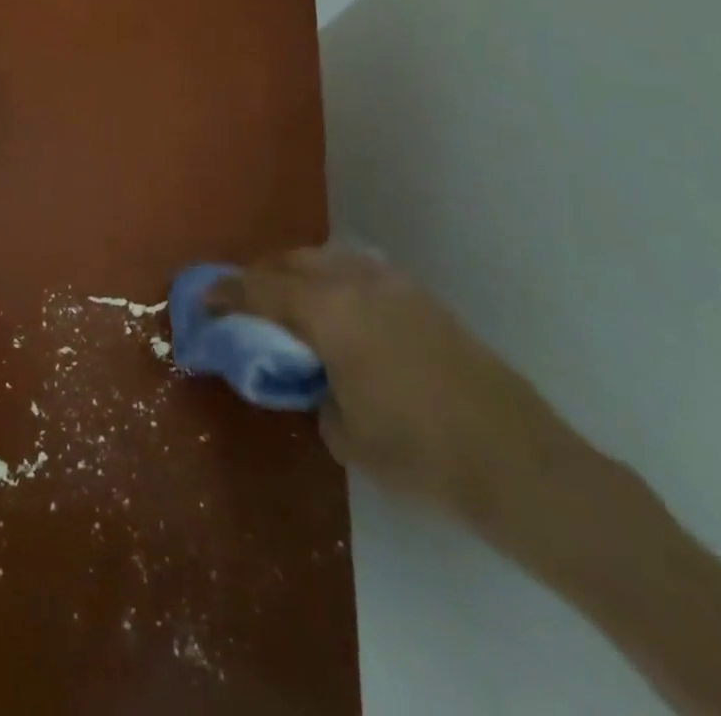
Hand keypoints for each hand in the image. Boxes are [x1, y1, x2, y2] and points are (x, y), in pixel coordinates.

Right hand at [210, 249, 585, 535]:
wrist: (517, 460)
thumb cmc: (419, 452)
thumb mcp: (345, 433)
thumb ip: (315, 392)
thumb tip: (317, 380)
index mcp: (328, 310)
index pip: (261, 288)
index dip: (227, 291)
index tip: (203, 297)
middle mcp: (356, 282)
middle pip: (292, 261)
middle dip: (261, 275)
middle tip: (244, 300)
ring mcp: (393, 284)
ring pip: (327, 259)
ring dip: (298, 274)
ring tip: (289, 303)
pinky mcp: (421, 297)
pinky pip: (358, 272)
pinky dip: (333, 281)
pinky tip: (338, 312)